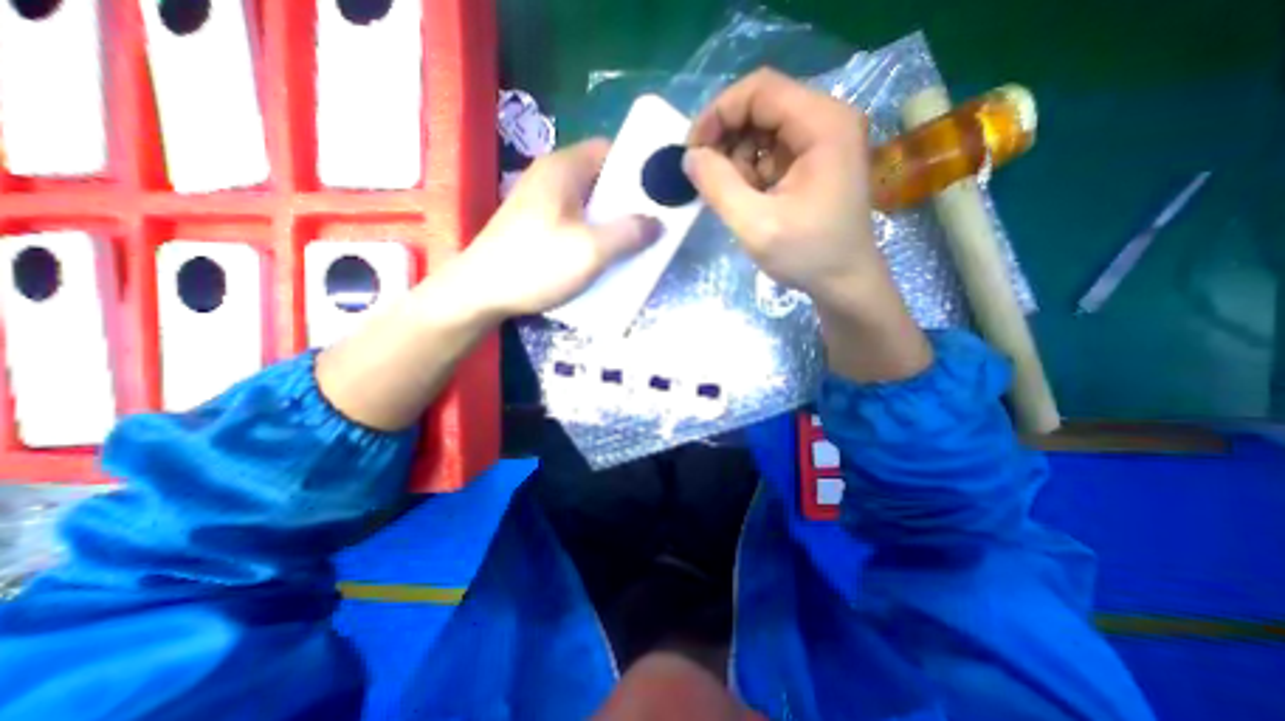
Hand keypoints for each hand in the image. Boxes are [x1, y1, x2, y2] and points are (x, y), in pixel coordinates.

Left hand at [452, 137, 661, 316]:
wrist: (480, 293)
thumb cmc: (536, 264)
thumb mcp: (591, 250)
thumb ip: (629, 233)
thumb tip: (657, 223)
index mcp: (563, 169)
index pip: (611, 151)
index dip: (638, 169)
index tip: (660, 194)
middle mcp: (551, 178)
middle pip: (601, 180)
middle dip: (629, 202)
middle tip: (652, 225)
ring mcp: (541, 203)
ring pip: (589, 204)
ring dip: (612, 222)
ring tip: (634, 244)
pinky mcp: (536, 226)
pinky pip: (576, 222)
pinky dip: (594, 234)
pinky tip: (603, 256)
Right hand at [688, 68, 930, 381]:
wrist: (845, 282)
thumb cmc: (807, 255)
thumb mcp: (755, 224)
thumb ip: (718, 186)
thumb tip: (689, 157)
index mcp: (823, 124)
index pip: (760, 90)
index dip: (718, 114)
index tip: (692, 151)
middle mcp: (828, 120)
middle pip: (762, 106)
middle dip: (725, 138)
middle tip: (705, 176)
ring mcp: (824, 140)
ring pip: (764, 130)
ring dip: (737, 158)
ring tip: (732, 196)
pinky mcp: (816, 161)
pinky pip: (772, 151)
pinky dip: (751, 171)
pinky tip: (748, 198)